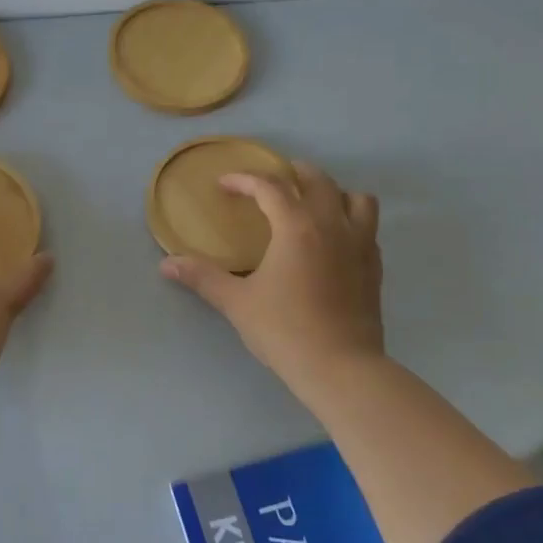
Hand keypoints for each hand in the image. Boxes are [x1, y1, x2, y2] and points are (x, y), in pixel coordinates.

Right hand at [160, 161, 383, 389]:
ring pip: (356, 198)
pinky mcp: (375, 267)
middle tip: (269, 184)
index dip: (244, 180)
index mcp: (296, 227)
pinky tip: (334, 241)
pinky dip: (351, 222)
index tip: (224, 185)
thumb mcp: (237, 303)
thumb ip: (203, 277)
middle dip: (291, 173)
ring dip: (333, 193)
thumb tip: (167, 264)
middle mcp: (332, 225)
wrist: (341, 368)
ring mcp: (360, 245)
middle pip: (317, 180)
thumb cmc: (284, 331)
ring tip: (312, 205)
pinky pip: (368, 228)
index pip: (269, 186)